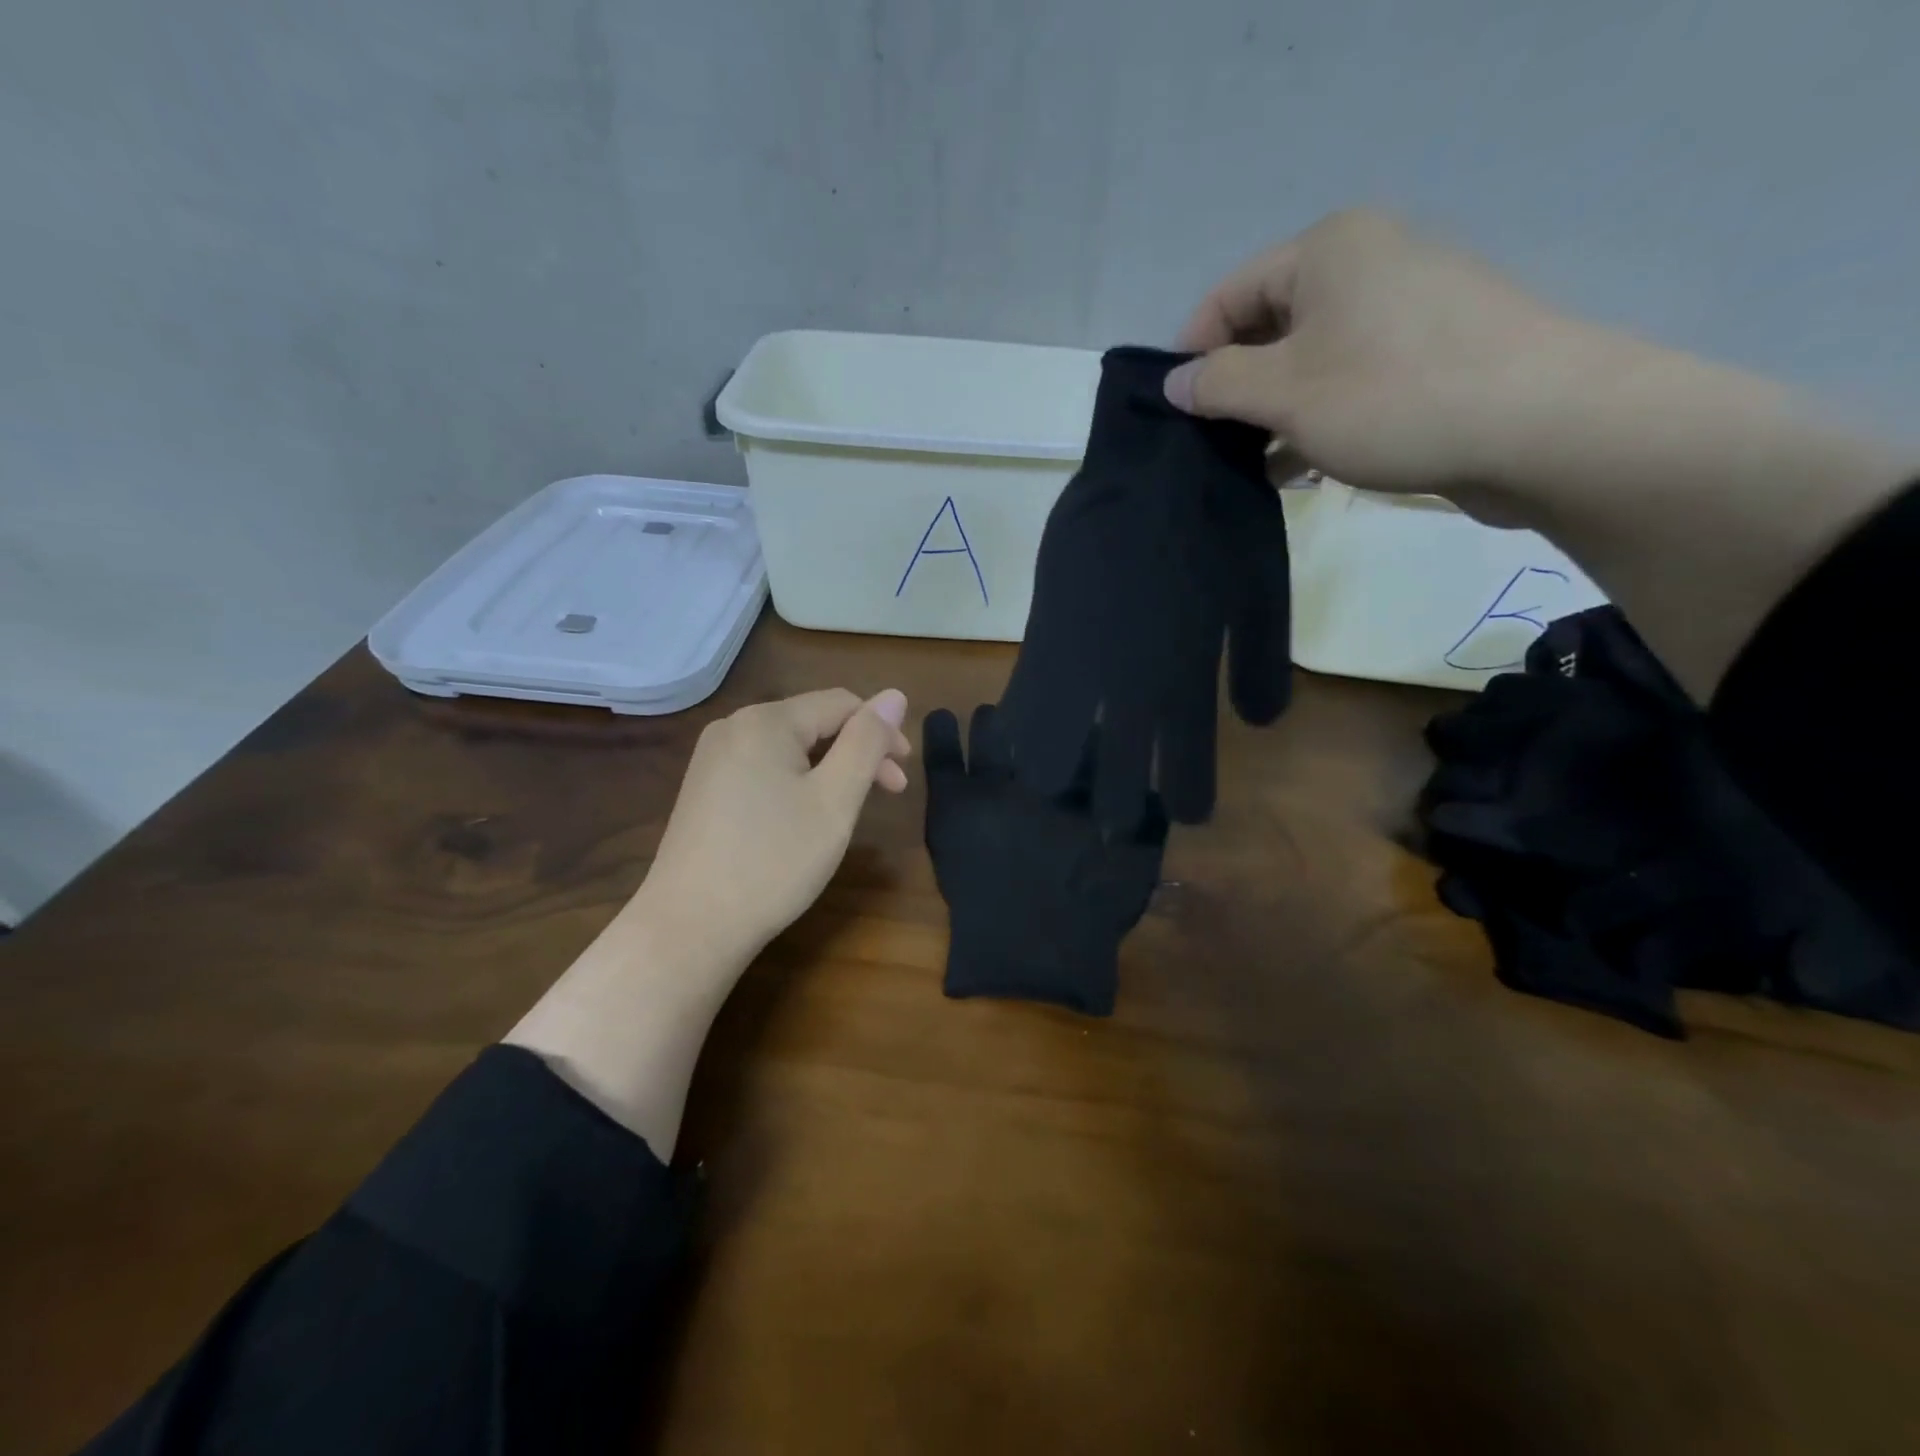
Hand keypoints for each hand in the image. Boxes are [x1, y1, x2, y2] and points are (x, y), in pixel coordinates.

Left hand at [505, 687, 910, 1157]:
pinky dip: (798, 781)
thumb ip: (867, 742)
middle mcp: (734, 726)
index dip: (882, 732)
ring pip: (790, 747)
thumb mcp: (835, 800)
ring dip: (830, 768)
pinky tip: (805, 816)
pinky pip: (764, 767)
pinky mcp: (704, 788)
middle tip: (890, 793)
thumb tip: (895, 694)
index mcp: (766, 721)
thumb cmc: (773, 862)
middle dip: (858, 751)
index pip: (841, 704)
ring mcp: (713, 758)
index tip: (905, 776)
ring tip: (849, 809)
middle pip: (814, 722)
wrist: (690, 927)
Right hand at [1164, 209, 1598, 502]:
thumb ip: (1218, 385)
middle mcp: (1366, 264)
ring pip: (1307, 361)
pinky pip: (1349, 381)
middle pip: (1268, 327)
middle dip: (1234, 390)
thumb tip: (1174, 383)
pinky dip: (1316, 420)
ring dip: (1272, 414)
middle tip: (1209, 447)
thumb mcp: (1285, 393)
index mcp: (1328, 250)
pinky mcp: (1429, 354)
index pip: (1228, 295)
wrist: (1542, 426)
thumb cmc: (1393, 397)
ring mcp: (1403, 309)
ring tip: (1250, 468)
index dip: (1192, 354)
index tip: (1173, 415)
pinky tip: (1300, 468)